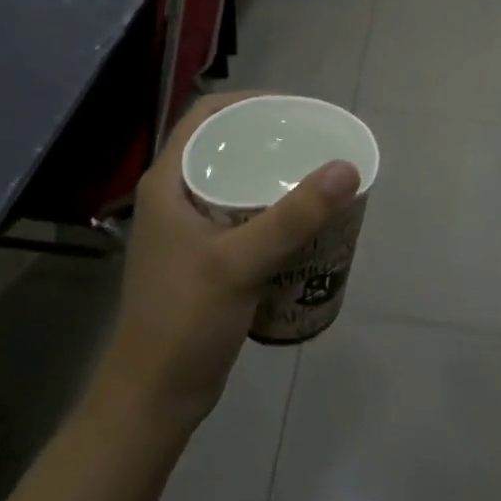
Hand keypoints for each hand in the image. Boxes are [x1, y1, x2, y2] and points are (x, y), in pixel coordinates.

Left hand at [100, 92, 360, 431]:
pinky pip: (243, 215)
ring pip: (235, 182)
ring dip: (272, 175)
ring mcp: (189, 230)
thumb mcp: (240, 262)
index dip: (250, 101)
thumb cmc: (184, 321)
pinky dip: (272, 209)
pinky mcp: (205, 258)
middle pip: (226, 145)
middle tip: (316, 141)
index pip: (207, 115)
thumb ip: (294, 216)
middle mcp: (176, 197)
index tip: (295, 109)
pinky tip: (303, 221)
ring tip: (316, 174)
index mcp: (169, 182)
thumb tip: (347, 168)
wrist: (154, 400)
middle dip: (270, 138)